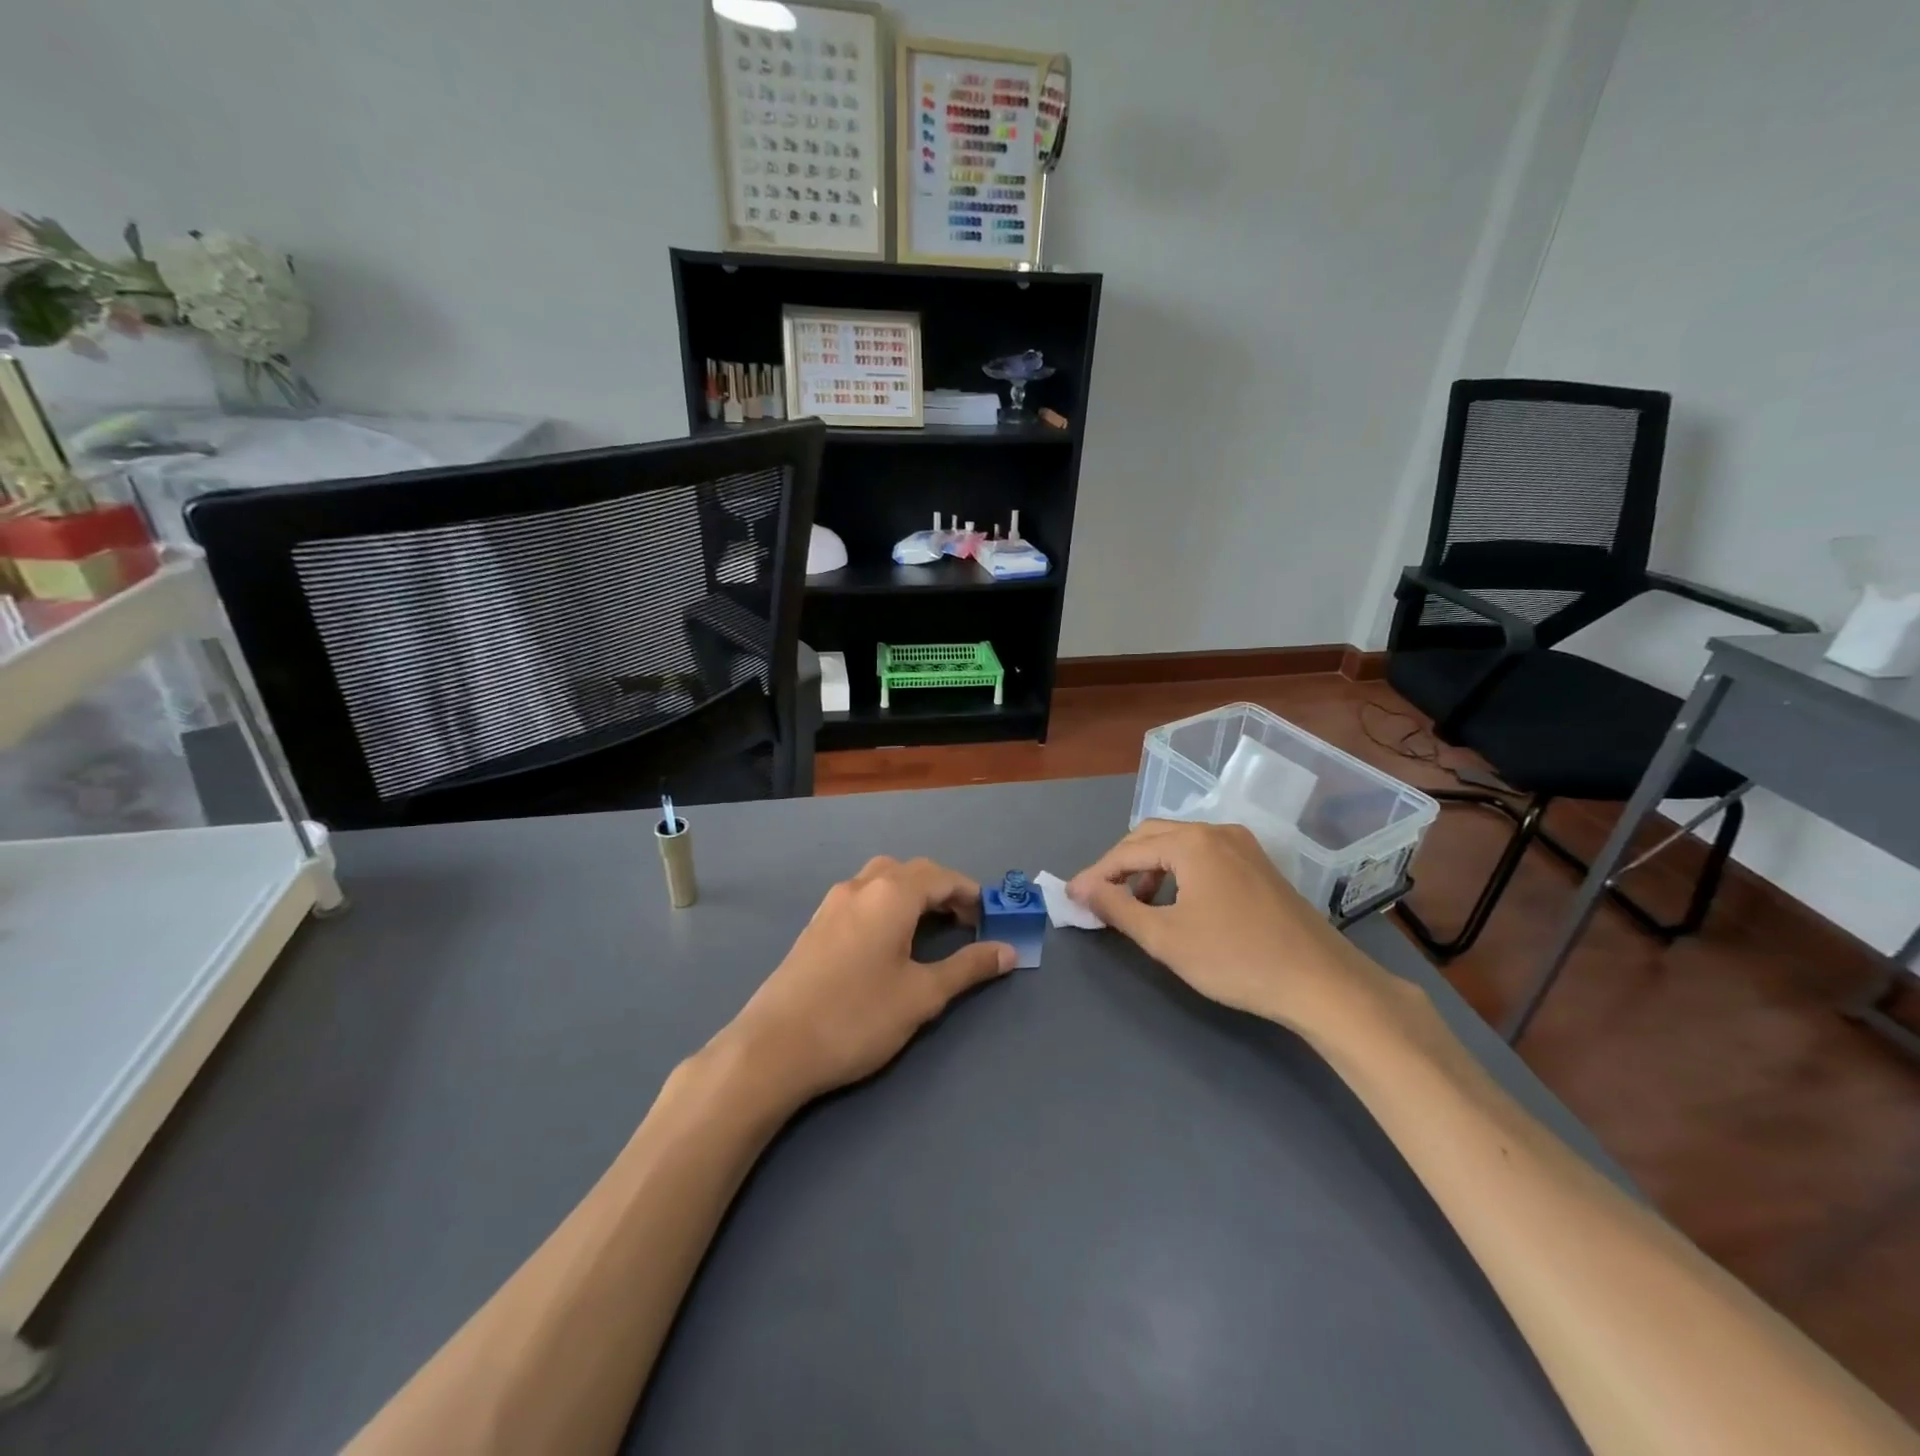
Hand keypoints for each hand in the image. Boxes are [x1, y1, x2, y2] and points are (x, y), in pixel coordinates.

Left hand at [719, 856, 1015, 1105]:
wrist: (773, 1047)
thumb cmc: (857, 1017)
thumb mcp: (922, 995)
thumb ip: (968, 968)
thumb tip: (1008, 951)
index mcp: (890, 894)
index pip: (942, 877)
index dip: (971, 894)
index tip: (992, 919)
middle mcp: (860, 886)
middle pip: (911, 871)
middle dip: (943, 890)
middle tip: (965, 924)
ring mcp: (832, 903)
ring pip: (882, 880)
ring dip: (912, 894)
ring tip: (930, 930)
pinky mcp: (815, 925)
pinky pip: (861, 897)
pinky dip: (886, 905)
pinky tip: (888, 941)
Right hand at [1069, 819, 1390, 1031]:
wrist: (1321, 983)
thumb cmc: (1236, 959)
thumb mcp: (1166, 938)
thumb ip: (1118, 909)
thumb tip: (1083, 889)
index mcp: (1192, 843)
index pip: (1128, 851)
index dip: (1096, 874)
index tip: (1072, 898)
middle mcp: (1217, 832)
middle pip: (1152, 836)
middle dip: (1121, 865)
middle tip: (1099, 897)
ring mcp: (1243, 846)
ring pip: (1179, 845)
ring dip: (1149, 869)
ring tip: (1136, 905)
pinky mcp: (1259, 865)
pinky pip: (1204, 856)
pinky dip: (1178, 873)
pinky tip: (1177, 904)